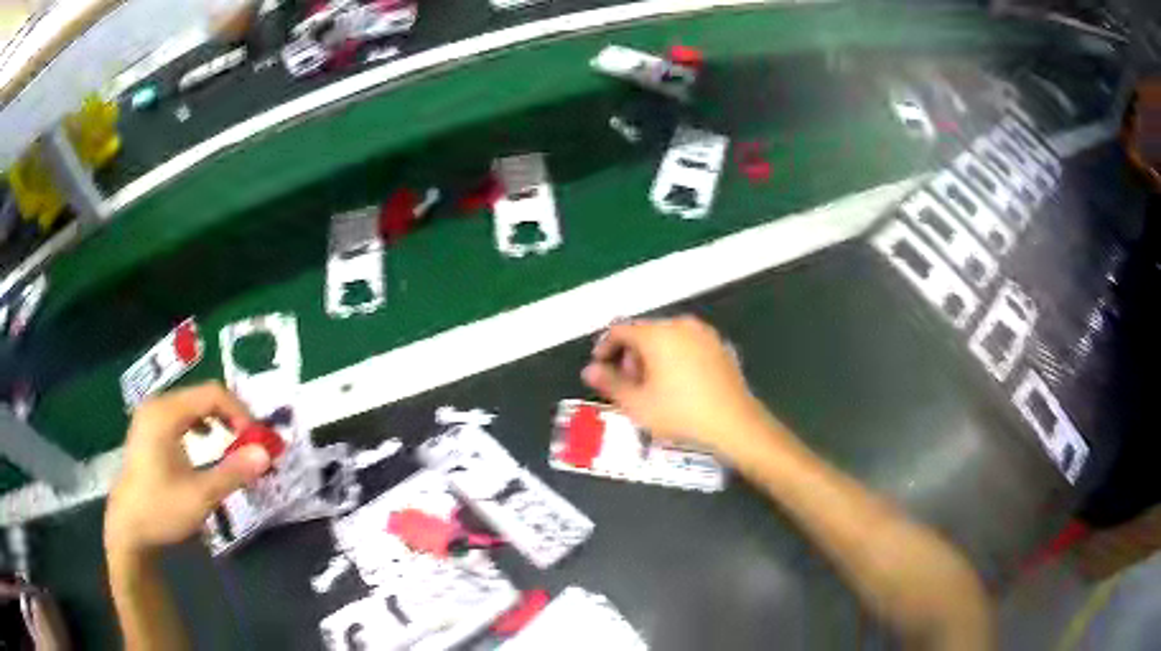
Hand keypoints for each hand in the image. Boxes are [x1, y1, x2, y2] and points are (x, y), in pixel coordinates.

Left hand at [104, 383, 270, 555]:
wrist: (128, 526)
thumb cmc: (161, 509)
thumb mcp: (200, 496)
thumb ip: (233, 472)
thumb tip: (267, 454)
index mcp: (166, 413)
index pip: (212, 394)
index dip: (240, 412)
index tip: (258, 440)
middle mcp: (158, 404)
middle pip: (203, 395)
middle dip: (231, 416)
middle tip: (251, 444)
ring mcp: (151, 414)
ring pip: (193, 404)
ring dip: (218, 420)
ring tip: (235, 443)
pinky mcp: (150, 427)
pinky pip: (182, 414)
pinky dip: (201, 424)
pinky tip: (207, 440)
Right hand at [581, 316, 773, 455]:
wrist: (734, 423)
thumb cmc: (680, 414)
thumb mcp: (637, 404)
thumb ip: (609, 383)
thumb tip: (589, 370)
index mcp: (657, 334)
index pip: (619, 330)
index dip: (604, 347)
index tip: (600, 369)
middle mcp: (680, 325)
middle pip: (644, 332)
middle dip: (630, 355)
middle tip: (628, 385)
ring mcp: (704, 334)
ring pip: (666, 337)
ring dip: (652, 357)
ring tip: (652, 388)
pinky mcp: (719, 346)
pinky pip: (687, 344)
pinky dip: (674, 357)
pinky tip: (677, 384)